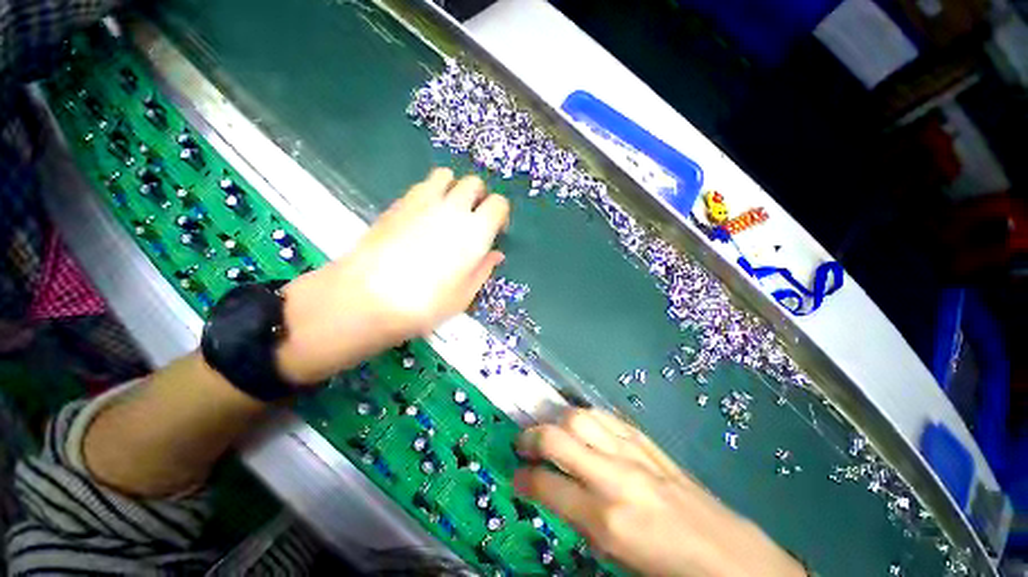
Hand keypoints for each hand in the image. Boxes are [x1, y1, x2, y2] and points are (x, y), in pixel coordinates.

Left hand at [276, 168, 509, 384]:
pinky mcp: (398, 202)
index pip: (499, 204)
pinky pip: (422, 184)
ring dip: (454, 188)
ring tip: (448, 211)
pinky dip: (431, 192)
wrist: (368, 296)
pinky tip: (424, 215)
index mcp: (476, 232)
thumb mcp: (464, 294)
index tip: (495, 231)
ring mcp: (424, 201)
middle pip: (474, 183)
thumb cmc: (426, 303)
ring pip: (447, 175)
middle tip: (473, 219)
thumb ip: (483, 269)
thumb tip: (495, 254)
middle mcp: (454, 209)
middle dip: (479, 197)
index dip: (500, 214)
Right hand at [514, 409, 805, 576]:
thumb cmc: (668, 568)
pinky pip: (608, 418)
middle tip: (523, 443)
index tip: (516, 476)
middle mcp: (616, 477)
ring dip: (558, 421)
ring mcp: (634, 454)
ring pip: (582, 417)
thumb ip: (581, 522)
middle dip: (532, 437)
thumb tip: (556, 494)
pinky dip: (588, 418)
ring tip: (552, 431)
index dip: (524, 478)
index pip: (548, 485)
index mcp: (607, 518)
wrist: (728, 556)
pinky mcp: (648, 443)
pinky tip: (584, 427)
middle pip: (559, 437)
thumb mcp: (616, 558)